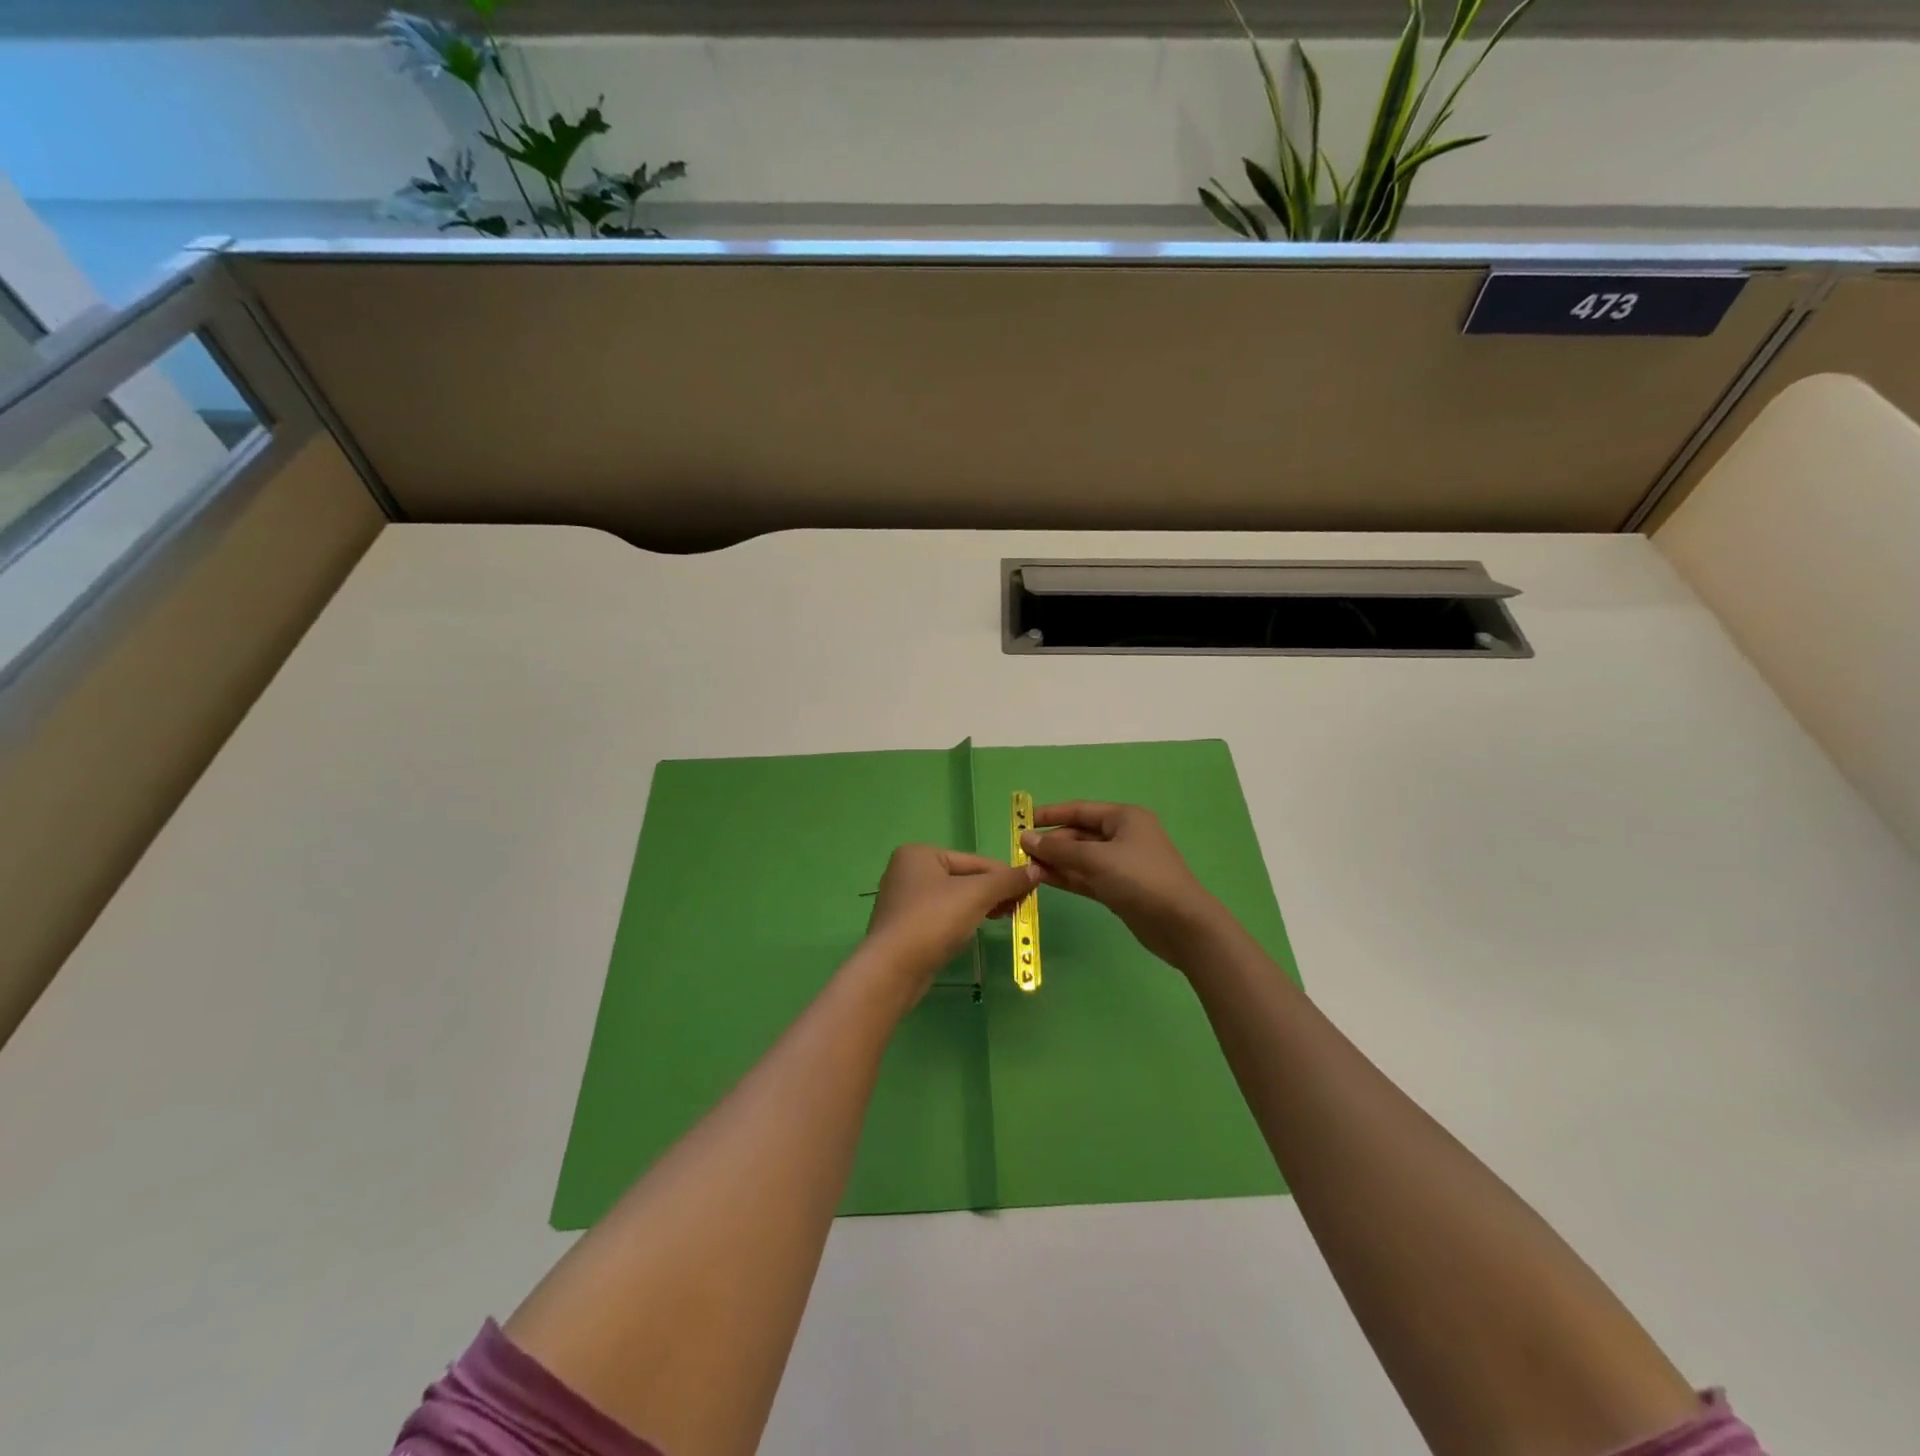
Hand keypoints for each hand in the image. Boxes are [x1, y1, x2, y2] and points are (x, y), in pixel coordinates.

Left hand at [863, 845, 1038, 993]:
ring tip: (1004, 918)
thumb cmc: (933, 920)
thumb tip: (1035, 870)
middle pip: (963, 878)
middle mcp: (906, 871)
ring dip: (979, 907)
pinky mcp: (903, 927)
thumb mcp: (976, 895)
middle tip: (1019, 907)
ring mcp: (902, 901)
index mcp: (919, 853)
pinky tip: (973, 931)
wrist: (892, 969)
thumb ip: (1006, 881)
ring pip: (952, 898)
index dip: (1004, 875)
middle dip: (992, 892)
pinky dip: (960, 921)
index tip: (1030, 890)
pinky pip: (940, 917)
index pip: (974, 861)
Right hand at [1020, 802, 1226, 967]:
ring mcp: (1121, 864)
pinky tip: (1042, 879)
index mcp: (1124, 818)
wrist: (1181, 924)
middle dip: (1051, 842)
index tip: (1022, 821)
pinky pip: (1086, 877)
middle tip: (1020, 852)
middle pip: (1079, 835)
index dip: (1051, 814)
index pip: (1080, 810)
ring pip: (1081, 858)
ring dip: (1055, 861)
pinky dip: (1066, 877)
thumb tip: (1025, 838)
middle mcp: (1123, 837)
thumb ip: (1059, 850)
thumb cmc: (1141, 879)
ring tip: (1025, 867)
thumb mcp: (1097, 860)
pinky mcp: (1119, 889)